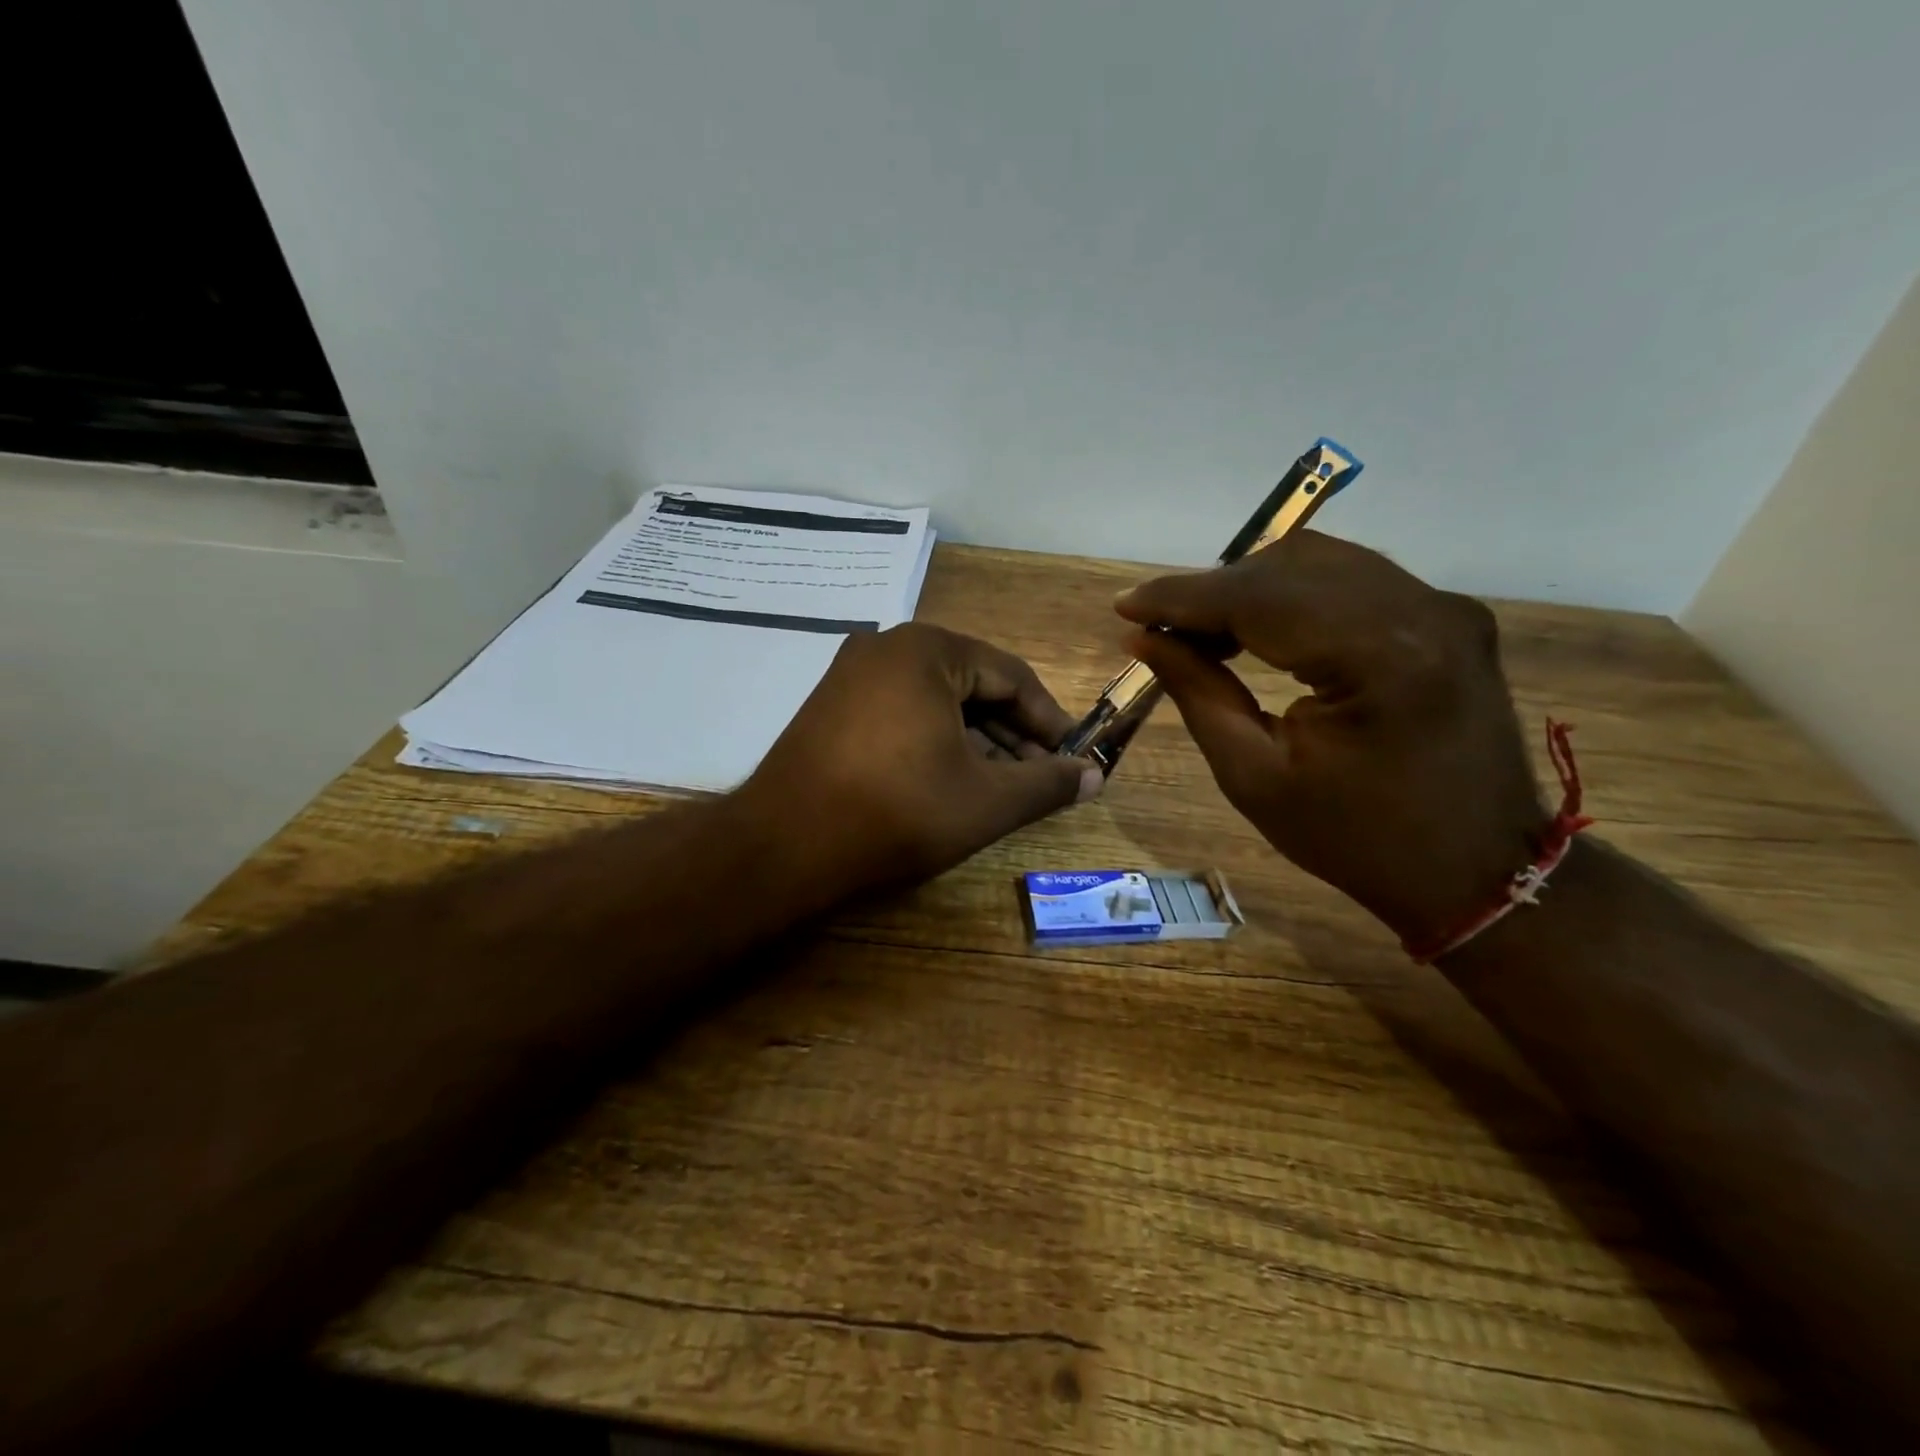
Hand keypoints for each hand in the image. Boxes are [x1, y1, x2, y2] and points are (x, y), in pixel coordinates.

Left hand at [740, 623, 1103, 898]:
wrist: (784, 847)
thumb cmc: (897, 812)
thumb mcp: (986, 801)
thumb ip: (1048, 785)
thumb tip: (1094, 778)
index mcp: (927, 650)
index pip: (1012, 677)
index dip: (1050, 720)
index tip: (1074, 759)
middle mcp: (886, 648)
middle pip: (973, 687)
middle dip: (1013, 736)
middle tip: (1042, 779)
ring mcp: (852, 676)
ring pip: (936, 703)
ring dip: (977, 744)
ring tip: (1004, 788)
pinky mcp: (831, 708)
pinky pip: (902, 715)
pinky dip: (935, 744)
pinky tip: (953, 782)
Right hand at [1117, 531, 1546, 946]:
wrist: (1478, 871)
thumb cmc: (1356, 840)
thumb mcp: (1255, 777)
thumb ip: (1197, 692)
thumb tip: (1144, 638)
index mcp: (1380, 657)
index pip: (1260, 597)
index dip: (1182, 597)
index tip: (1125, 607)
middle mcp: (1422, 611)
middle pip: (1291, 564)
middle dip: (1213, 590)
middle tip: (1161, 629)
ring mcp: (1444, 607)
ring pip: (1321, 562)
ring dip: (1250, 587)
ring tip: (1203, 630)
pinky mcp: (1448, 616)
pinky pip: (1352, 581)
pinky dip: (1293, 594)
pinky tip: (1259, 627)